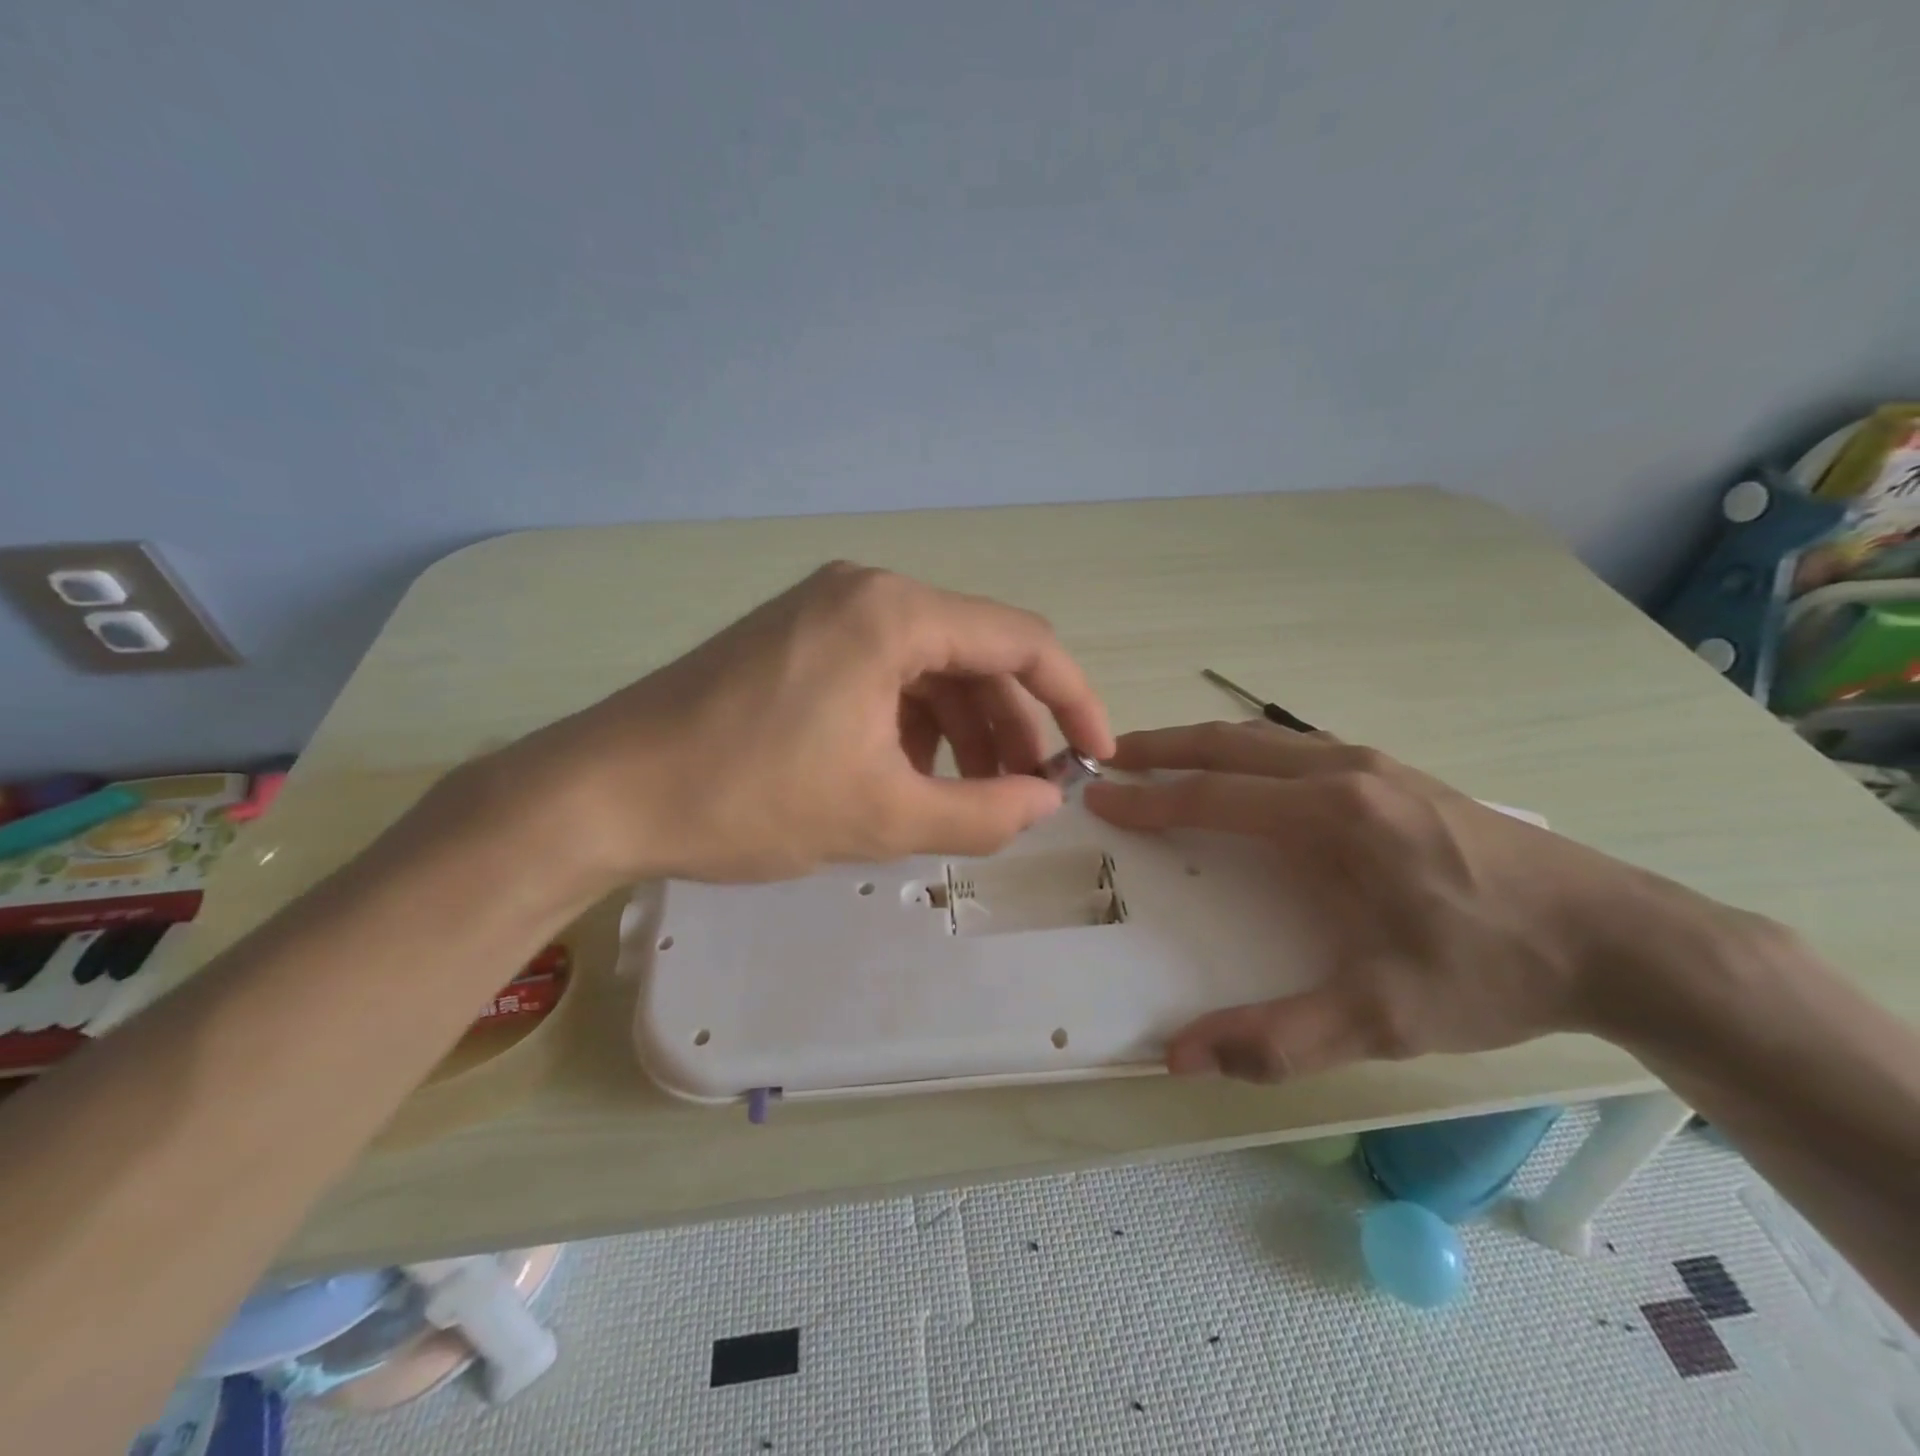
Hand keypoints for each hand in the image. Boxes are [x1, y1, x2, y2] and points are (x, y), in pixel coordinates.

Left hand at [493, 562, 1113, 883]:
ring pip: (930, 666)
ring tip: (972, 798)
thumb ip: (983, 813)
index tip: (1095, 758)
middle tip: (1026, 795)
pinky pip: (884, 673)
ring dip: (964, 729)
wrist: (603, 792)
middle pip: (975, 653)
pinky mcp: (796, 639)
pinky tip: (910, 775)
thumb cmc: (746, 798)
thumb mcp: (881, 817)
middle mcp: (865, 592)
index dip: (1072, 701)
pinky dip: (913, 723)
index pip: (1022, 641)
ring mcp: (825, 611)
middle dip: (1012, 726)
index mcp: (894, 614)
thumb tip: (1048, 801)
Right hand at [1083, 721, 1753, 1081]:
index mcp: (1332, 817)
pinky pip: (1297, 747)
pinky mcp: (1395, 774)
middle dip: (1162, 747)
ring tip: (1158, 755)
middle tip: (1110, 755)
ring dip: (1203, 743)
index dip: (1148, 799)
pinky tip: (1243, 772)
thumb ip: (1277, 1039)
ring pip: (1265, 738)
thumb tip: (1179, 1058)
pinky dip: (1247, 750)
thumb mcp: (1383, 1019)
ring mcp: (1374, 764)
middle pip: (1230, 745)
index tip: (1098, 794)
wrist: (1617, 937)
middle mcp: (1344, 772)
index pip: (1213, 797)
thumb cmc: (1489, 970)